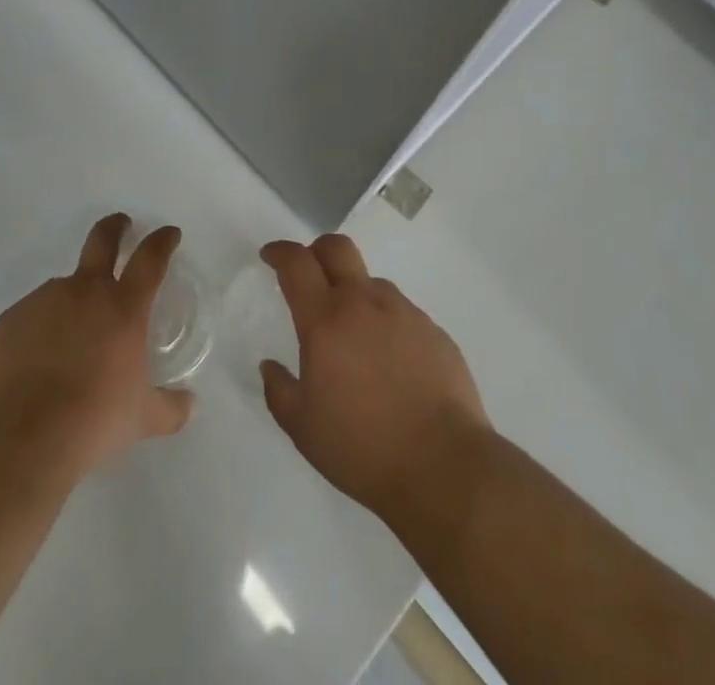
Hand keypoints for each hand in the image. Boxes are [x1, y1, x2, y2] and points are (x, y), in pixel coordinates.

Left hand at [0, 214, 194, 476]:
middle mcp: (85, 291)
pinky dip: (42, 329)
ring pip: (65, 286)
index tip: (169, 234)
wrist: (21, 438)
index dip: (162, 241)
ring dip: (74, 300)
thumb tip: (190, 404)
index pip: (150, 258)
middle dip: (116, 227)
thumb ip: (170, 408)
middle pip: (103, 239)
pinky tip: (39, 362)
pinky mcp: (11, 319)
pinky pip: (34, 316)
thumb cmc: (93, 421)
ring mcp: (44, 300)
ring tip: (71, 342)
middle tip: (121, 226)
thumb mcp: (142, 418)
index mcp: (123, 306)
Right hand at [259, 235, 489, 516]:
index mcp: (326, 320)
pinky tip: (389, 362)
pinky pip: (401, 312)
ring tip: (353, 335)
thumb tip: (270, 366)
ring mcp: (404, 312)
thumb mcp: (303, 429)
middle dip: (316, 250)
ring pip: (371, 282)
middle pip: (337, 248)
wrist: (444, 466)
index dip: (280, 252)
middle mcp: (364, 303)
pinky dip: (385, 323)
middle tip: (308, 273)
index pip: (297, 264)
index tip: (270, 256)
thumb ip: (279, 391)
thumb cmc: (363, 447)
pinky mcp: (433, 330)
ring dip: (354, 293)